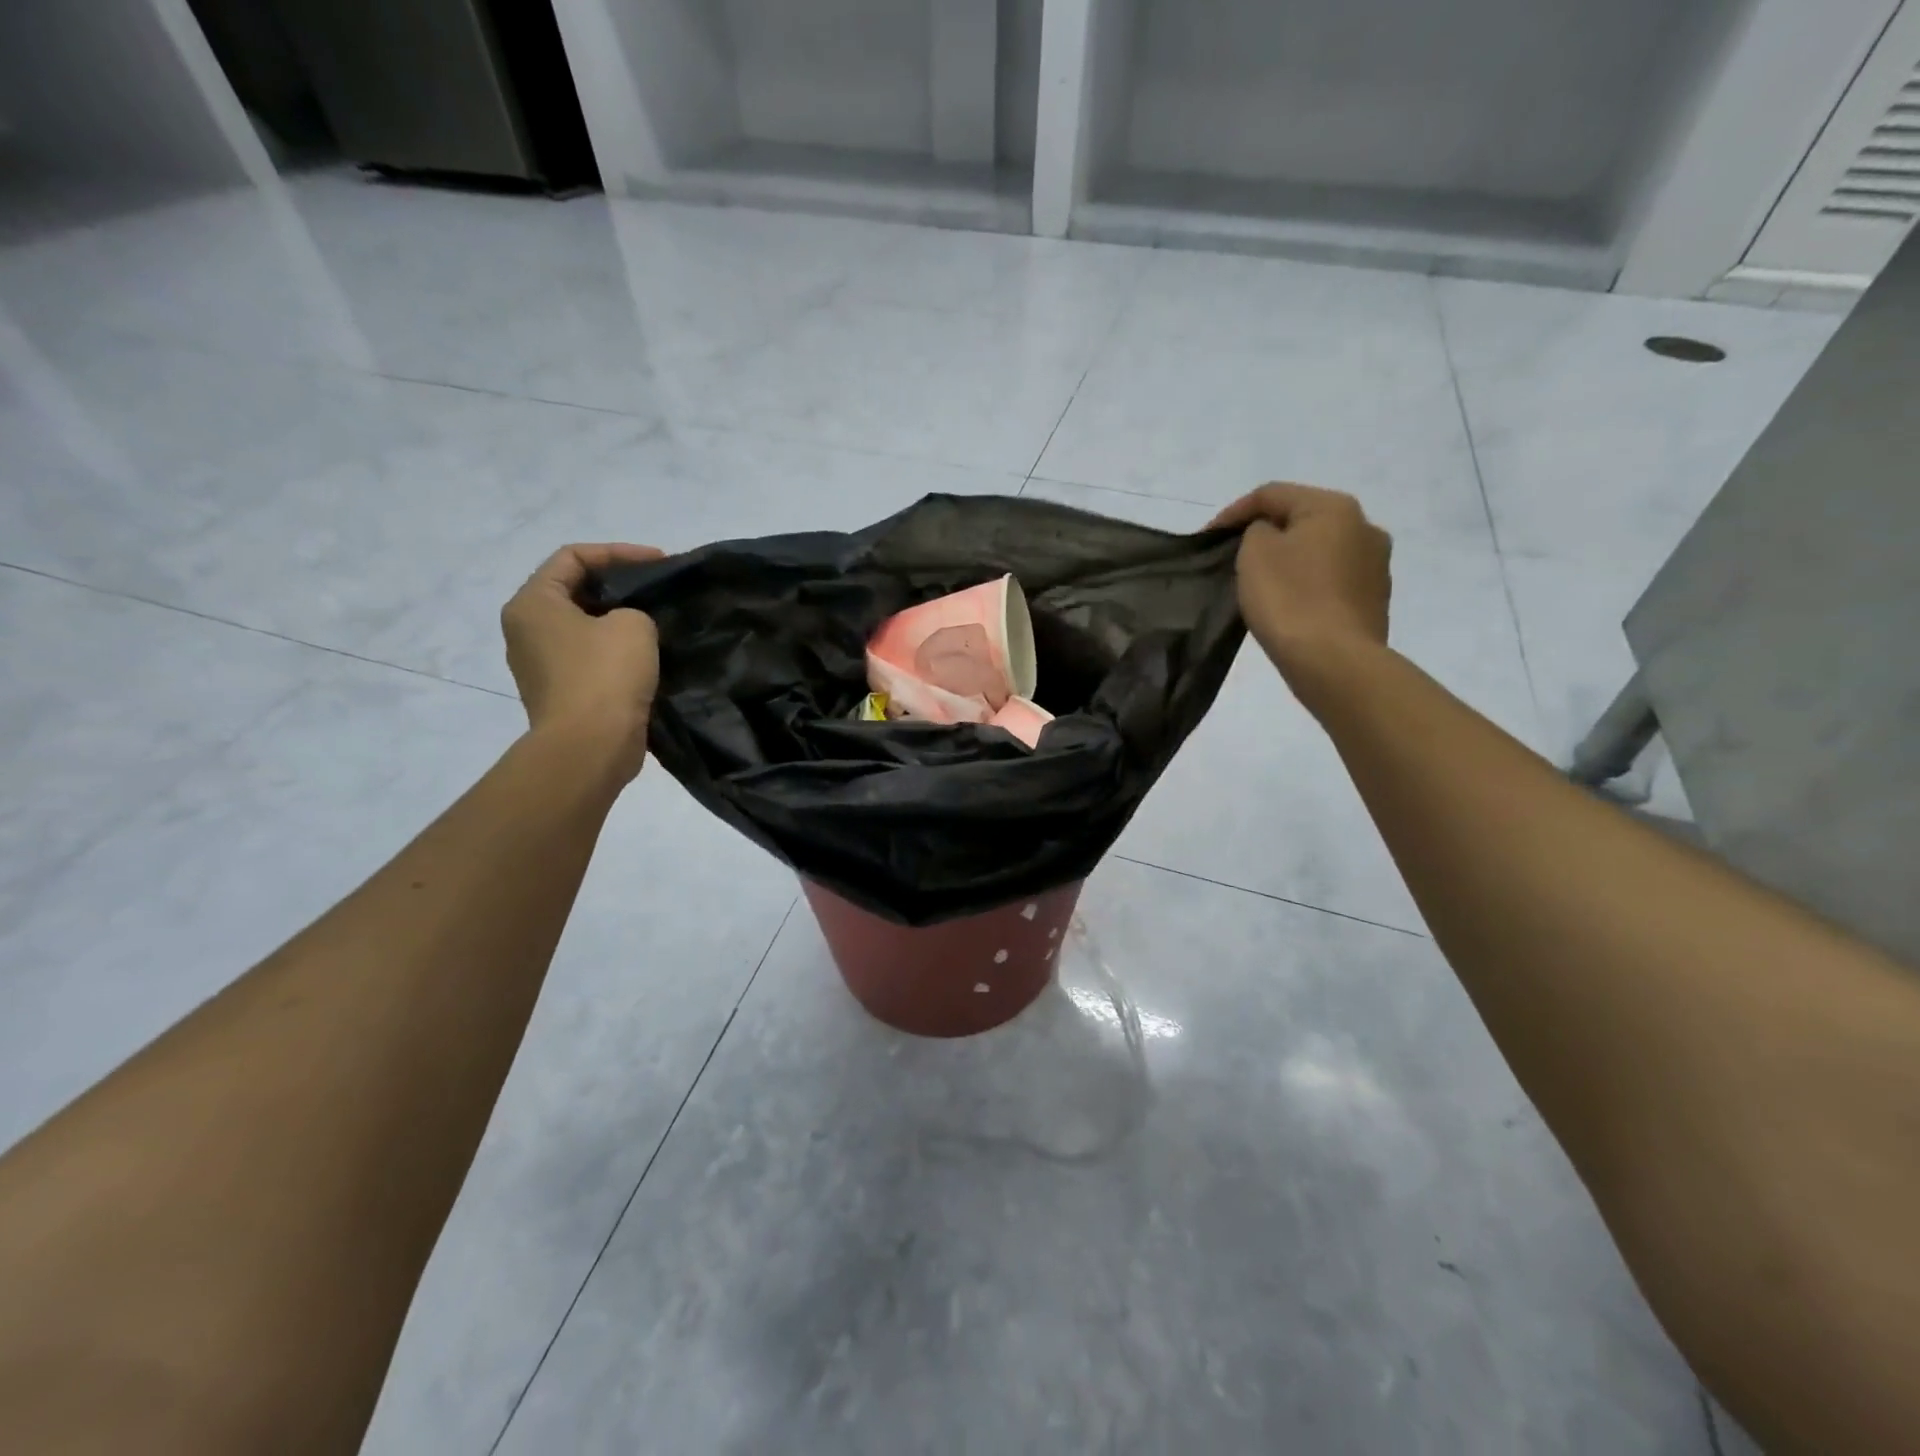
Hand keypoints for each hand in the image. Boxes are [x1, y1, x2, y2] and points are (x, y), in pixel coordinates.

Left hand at [501, 543, 663, 780]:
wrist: (591, 747)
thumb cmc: (605, 676)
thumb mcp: (633, 625)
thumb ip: (635, 610)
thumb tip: (630, 626)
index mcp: (533, 603)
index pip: (573, 557)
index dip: (619, 553)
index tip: (661, 563)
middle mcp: (526, 630)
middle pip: (575, 591)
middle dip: (620, 587)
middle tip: (659, 590)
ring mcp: (541, 665)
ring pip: (585, 627)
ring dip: (620, 621)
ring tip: (659, 621)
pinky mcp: (561, 693)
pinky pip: (591, 659)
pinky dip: (617, 652)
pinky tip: (649, 656)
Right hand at [1210, 484, 1391, 678]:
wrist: (1334, 662)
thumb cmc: (1290, 599)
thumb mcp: (1255, 553)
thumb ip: (1256, 531)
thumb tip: (1270, 536)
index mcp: (1335, 507)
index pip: (1273, 494)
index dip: (1233, 512)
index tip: (1206, 538)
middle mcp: (1365, 527)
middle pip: (1302, 520)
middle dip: (1266, 535)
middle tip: (1233, 557)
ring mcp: (1375, 566)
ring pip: (1319, 552)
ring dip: (1289, 561)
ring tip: (1261, 584)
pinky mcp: (1374, 601)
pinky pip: (1330, 582)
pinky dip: (1306, 586)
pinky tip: (1288, 606)